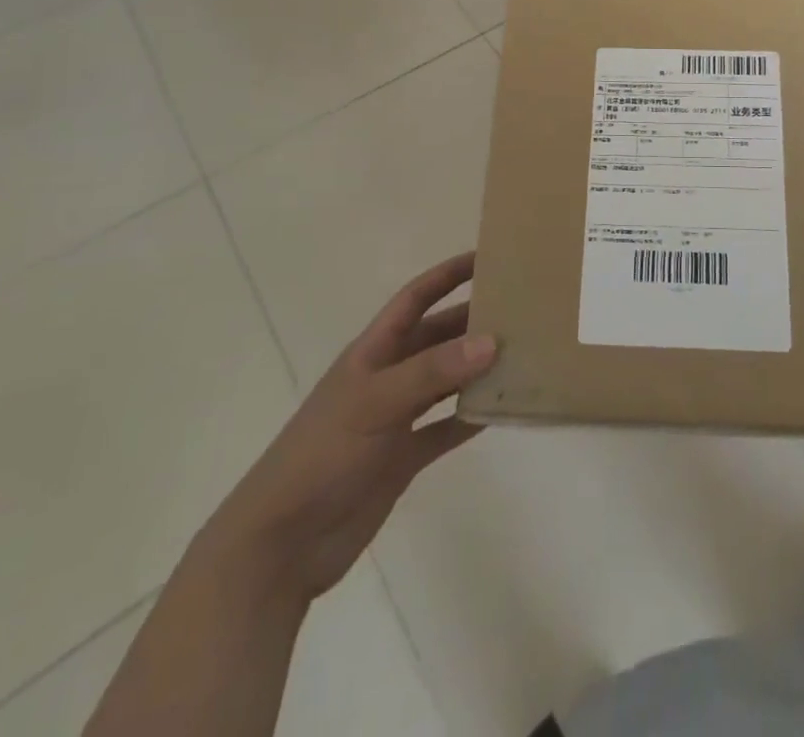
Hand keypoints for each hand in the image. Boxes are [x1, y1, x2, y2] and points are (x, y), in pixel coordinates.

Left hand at [206, 252, 495, 602]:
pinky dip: (471, 418)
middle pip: (437, 337)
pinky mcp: (403, 457)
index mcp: (372, 352)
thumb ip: (432, 372)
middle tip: (521, 309)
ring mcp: (395, 419)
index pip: (415, 298)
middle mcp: (387, 377)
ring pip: (446, 381)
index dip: (447, 275)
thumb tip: (491, 340)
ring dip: (477, 369)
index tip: (487, 257)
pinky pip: (446, 428)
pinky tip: (503, 410)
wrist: (281, 545)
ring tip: (522, 354)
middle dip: (472, 320)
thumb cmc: (322, 456)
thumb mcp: (375, 403)